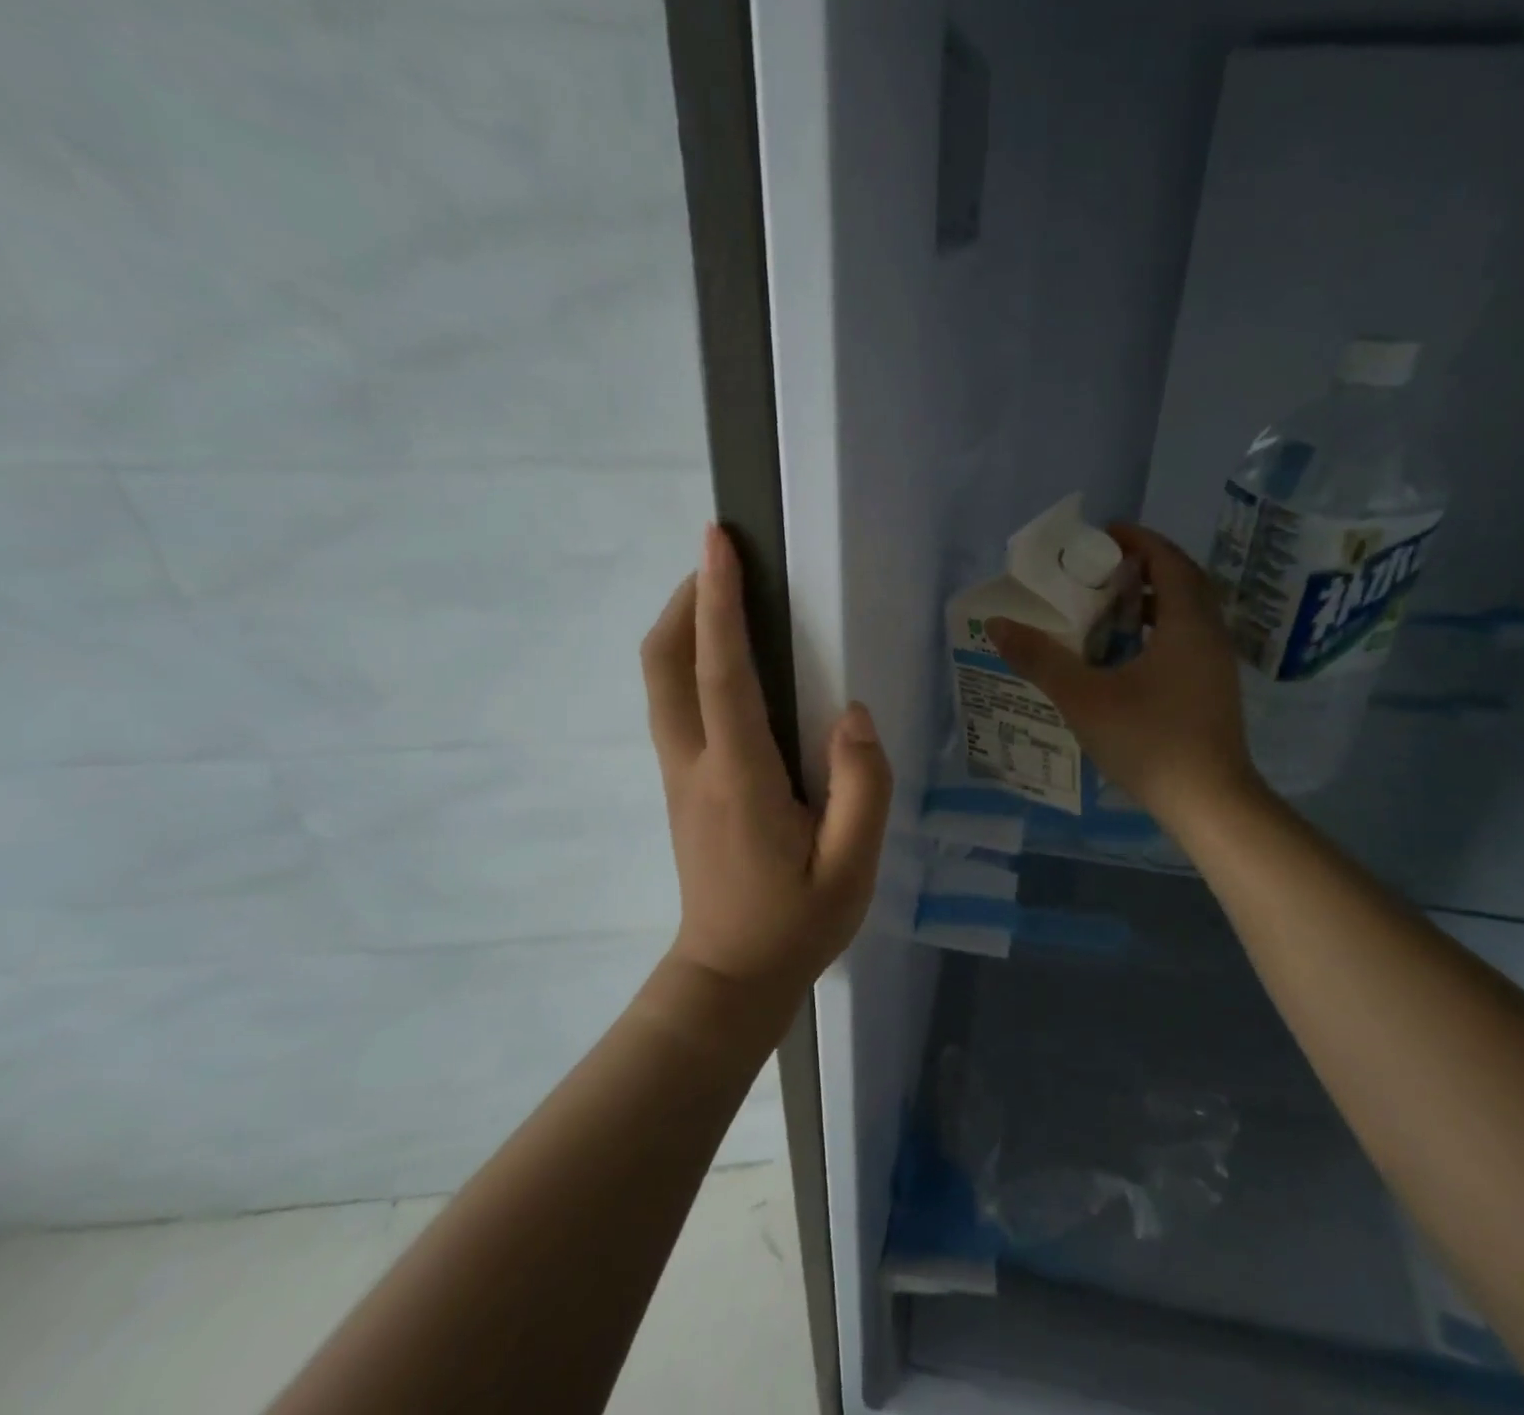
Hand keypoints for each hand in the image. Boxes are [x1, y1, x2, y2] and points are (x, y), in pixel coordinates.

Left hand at [642, 524, 892, 1003]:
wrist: (729, 978)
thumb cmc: (795, 924)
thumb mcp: (852, 868)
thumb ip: (863, 788)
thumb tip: (853, 715)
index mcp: (739, 777)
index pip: (721, 673)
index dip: (717, 603)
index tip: (718, 544)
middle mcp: (695, 764)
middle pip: (665, 664)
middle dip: (685, 601)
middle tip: (722, 560)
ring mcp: (678, 775)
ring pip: (660, 682)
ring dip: (681, 628)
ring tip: (723, 597)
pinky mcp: (680, 785)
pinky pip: (673, 705)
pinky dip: (687, 662)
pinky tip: (726, 662)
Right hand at [986, 524, 1262, 830]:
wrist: (1209, 803)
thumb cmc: (1148, 740)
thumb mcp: (1084, 697)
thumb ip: (1040, 659)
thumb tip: (997, 624)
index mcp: (1186, 624)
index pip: (1168, 561)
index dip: (1138, 540)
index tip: (1103, 533)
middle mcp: (1209, 635)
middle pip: (1181, 582)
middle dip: (1143, 567)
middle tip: (1100, 568)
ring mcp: (1216, 665)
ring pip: (1186, 614)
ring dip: (1150, 602)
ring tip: (1107, 607)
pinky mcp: (1212, 691)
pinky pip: (1186, 640)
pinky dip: (1158, 630)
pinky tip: (1125, 655)